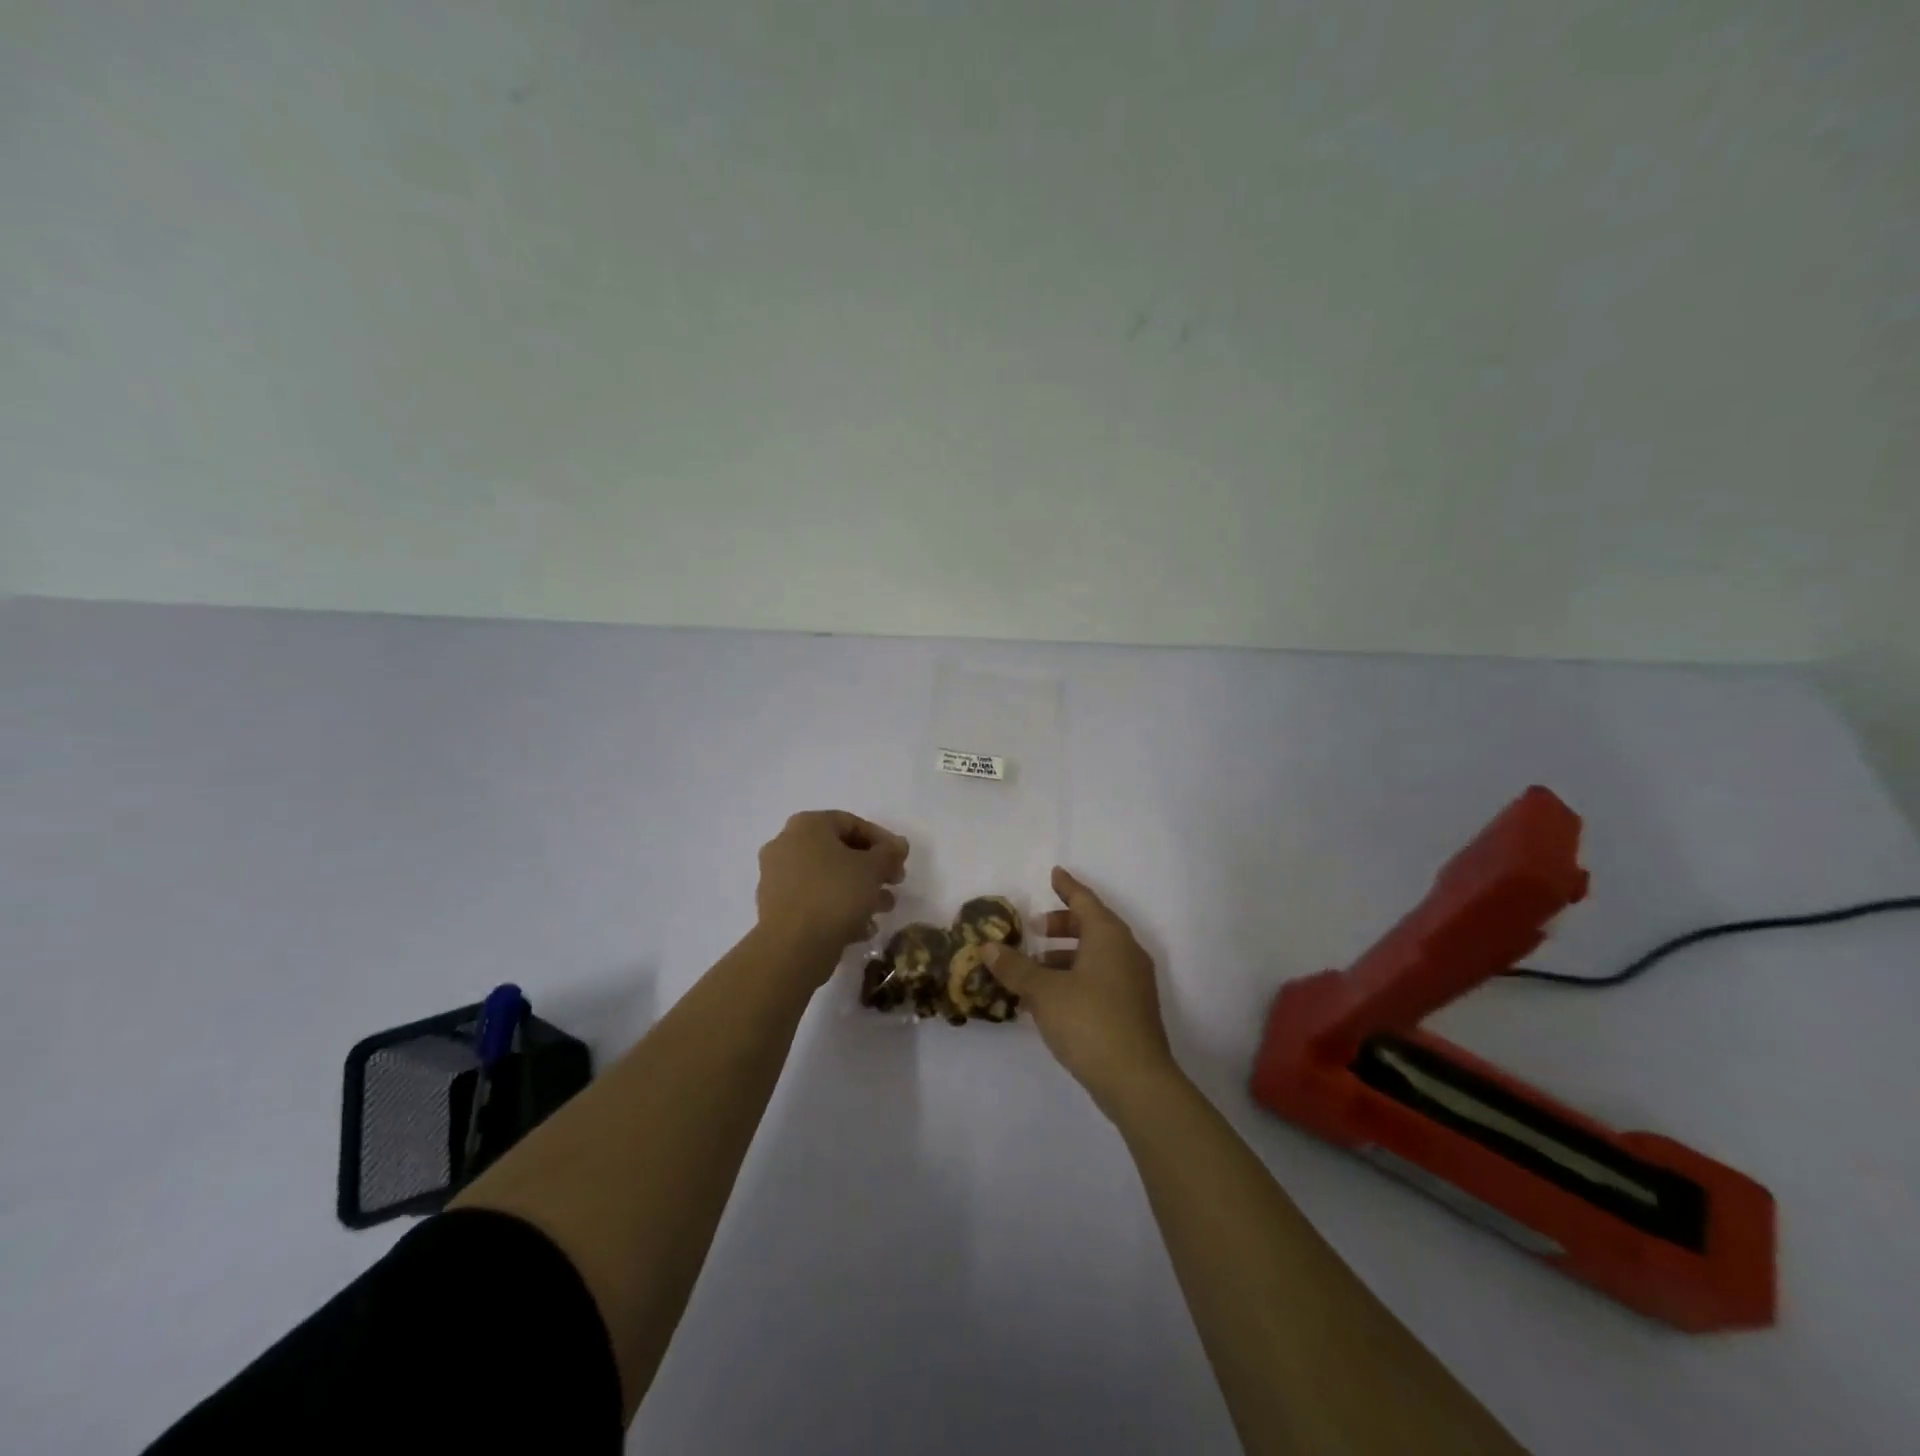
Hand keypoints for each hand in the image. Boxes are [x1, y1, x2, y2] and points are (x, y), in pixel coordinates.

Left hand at [755, 811, 907, 969]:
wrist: (792, 947)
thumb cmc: (835, 894)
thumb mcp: (873, 868)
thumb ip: (889, 852)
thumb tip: (898, 845)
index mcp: (806, 826)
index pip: (851, 823)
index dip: (882, 839)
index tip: (901, 859)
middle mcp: (786, 845)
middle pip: (838, 851)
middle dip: (872, 868)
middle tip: (895, 882)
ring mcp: (777, 878)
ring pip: (827, 878)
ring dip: (859, 890)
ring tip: (884, 908)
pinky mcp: (776, 908)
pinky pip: (814, 900)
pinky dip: (838, 908)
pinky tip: (863, 928)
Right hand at [981, 866, 1179, 1114]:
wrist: (1137, 1081)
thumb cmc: (1089, 1022)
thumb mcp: (1044, 992)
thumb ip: (1015, 967)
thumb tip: (988, 947)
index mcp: (1109, 937)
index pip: (1084, 900)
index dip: (1066, 886)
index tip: (1054, 873)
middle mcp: (1126, 952)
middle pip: (1092, 926)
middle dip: (1061, 926)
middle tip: (1034, 930)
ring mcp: (1133, 982)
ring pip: (1096, 955)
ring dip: (1065, 956)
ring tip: (1033, 970)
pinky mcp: (1133, 1009)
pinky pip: (1101, 978)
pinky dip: (1076, 977)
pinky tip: (1051, 1000)